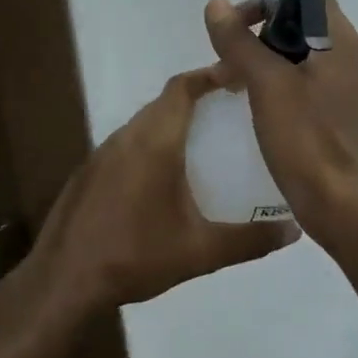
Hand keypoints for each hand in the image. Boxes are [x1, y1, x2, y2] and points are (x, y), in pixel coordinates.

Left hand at [30, 65, 301, 314]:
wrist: (64, 281)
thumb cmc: (135, 256)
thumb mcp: (200, 251)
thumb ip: (250, 240)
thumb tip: (293, 231)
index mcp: (153, 142)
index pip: (182, 88)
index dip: (210, 76)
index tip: (239, 77)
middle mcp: (124, 138)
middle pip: (163, 103)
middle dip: (196, 100)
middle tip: (231, 114)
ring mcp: (100, 155)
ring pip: (141, 125)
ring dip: (170, 125)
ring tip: (203, 145)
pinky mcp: (87, 175)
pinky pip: (125, 146)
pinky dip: (149, 147)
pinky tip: (162, 180)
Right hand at [204, 0, 357, 249]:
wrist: (339, 202)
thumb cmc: (308, 138)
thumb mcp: (268, 84)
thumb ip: (240, 41)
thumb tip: (217, 4)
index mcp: (335, 38)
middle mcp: (337, 53)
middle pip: (295, 13)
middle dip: (256, 11)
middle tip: (224, 23)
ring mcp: (328, 81)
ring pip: (287, 45)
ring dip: (254, 42)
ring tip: (221, 59)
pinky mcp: (317, 106)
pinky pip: (285, 72)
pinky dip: (259, 69)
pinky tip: (234, 86)